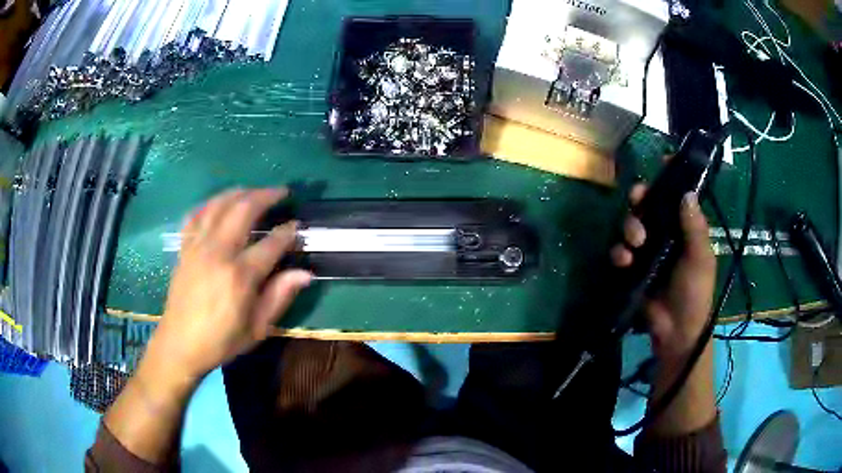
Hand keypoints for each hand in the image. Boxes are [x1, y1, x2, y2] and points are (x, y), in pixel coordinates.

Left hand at [150, 188, 312, 380]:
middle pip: (243, 209)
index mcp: (240, 276)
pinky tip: (218, 203)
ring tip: (254, 191)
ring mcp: (198, 247)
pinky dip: (208, 204)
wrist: (180, 344)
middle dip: (265, 196)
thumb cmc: (221, 341)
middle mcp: (218, 252)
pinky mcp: (184, 248)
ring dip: (239, 192)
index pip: (271, 243)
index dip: (288, 232)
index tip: (298, 226)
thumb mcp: (257, 329)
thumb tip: (305, 273)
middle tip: (281, 192)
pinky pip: (195, 215)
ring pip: (219, 205)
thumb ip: (279, 297)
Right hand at [610, 185, 715, 363]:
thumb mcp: (700, 259)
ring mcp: (647, 251)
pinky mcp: (632, 267)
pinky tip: (625, 262)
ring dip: (629, 227)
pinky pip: (619, 251)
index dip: (670, 178)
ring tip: (635, 244)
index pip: (677, 196)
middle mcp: (665, 234)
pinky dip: (619, 252)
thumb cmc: (695, 293)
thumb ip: (695, 228)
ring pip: (631, 224)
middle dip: (641, 200)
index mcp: (685, 229)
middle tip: (638, 201)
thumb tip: (687, 192)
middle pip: (648, 204)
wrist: (676, 331)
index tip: (663, 163)